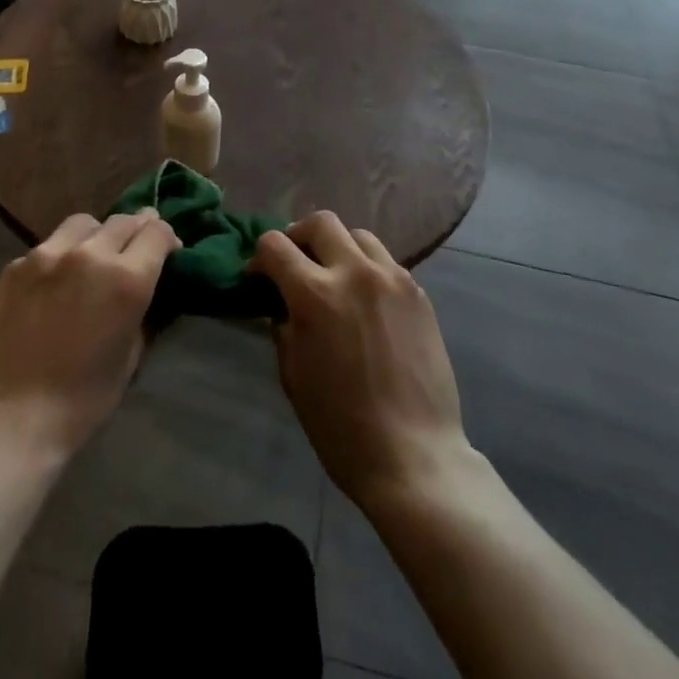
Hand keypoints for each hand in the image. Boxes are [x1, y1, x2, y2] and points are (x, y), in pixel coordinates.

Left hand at [0, 210, 179, 461]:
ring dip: (98, 234)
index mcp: (127, 278)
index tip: (168, 254)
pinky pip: (49, 245)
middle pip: (124, 220)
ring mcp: (48, 254)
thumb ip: (143, 312)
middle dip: (137, 231)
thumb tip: (147, 289)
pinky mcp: (15, 265)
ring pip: (84, 223)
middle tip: (135, 252)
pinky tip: (56, 281)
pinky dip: (62, 253)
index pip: (157, 232)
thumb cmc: (80, 402)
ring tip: (94, 256)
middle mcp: (90, 254)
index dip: (168, 239)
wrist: (6, 420)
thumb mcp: (130, 358)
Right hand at [250, 212, 472, 512]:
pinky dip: (368, 268)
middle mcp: (354, 272)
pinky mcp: (419, 293)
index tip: (259, 276)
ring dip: (338, 247)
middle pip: (321, 222)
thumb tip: (285, 305)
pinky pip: (386, 262)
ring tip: (334, 275)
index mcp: (315, 294)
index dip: (260, 257)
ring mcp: (392, 278)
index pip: (275, 245)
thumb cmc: (341, 426)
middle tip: (295, 263)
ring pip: (358, 235)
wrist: (414, 455)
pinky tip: (366, 299)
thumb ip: (285, 327)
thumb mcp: (294, 376)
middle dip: (299, 236)